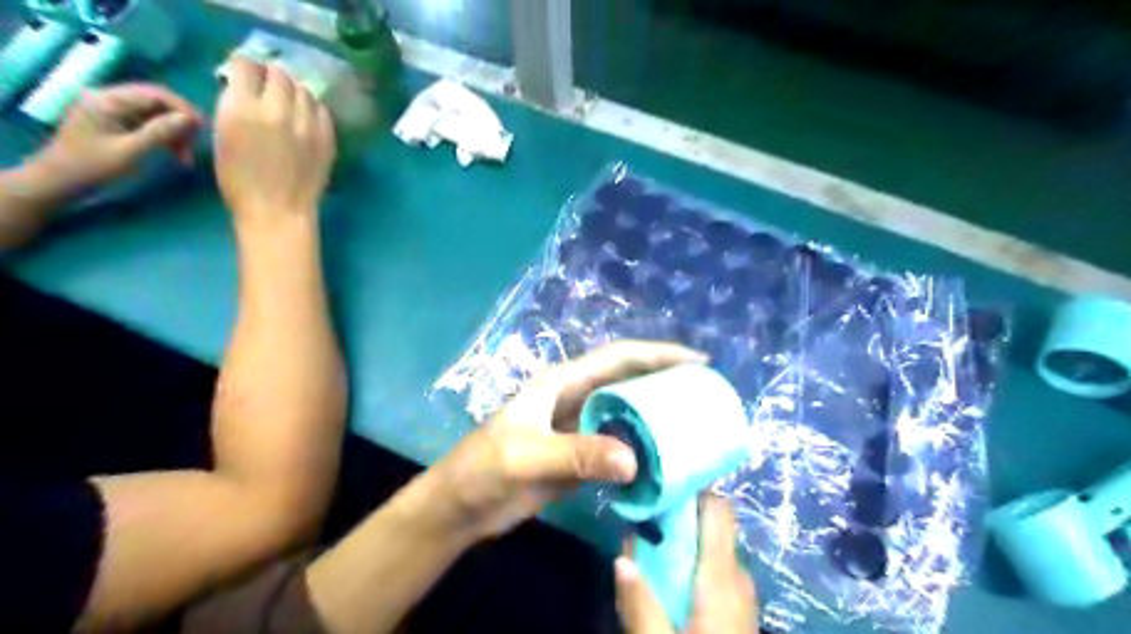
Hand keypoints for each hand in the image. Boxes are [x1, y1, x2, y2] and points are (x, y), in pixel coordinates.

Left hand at [27, 83, 202, 196]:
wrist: (60, 181)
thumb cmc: (94, 167)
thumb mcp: (131, 152)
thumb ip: (160, 133)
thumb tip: (190, 119)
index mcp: (109, 100)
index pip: (156, 94)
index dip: (184, 109)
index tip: (204, 130)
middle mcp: (109, 98)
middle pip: (157, 101)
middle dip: (181, 122)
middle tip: (196, 145)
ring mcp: (111, 110)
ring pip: (156, 113)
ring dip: (175, 132)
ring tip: (185, 156)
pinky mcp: (115, 122)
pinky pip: (148, 122)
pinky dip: (165, 136)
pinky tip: (174, 152)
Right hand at [211, 55, 333, 224]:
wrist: (279, 211)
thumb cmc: (240, 182)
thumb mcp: (223, 137)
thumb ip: (234, 107)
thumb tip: (245, 89)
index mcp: (242, 108)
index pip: (246, 65)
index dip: (245, 68)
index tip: (245, 76)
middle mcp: (277, 110)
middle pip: (280, 74)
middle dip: (272, 77)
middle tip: (269, 88)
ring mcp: (307, 124)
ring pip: (304, 90)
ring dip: (294, 92)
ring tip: (289, 104)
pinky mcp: (327, 138)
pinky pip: (322, 110)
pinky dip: (313, 109)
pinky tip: (306, 120)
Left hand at [426, 342, 704, 539]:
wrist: (460, 507)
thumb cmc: (483, 468)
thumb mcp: (526, 456)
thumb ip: (576, 455)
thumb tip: (634, 460)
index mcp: (563, 383)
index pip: (618, 359)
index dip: (658, 354)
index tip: (698, 361)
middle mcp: (576, 400)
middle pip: (629, 383)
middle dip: (666, 384)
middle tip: (705, 397)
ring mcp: (579, 430)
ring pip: (627, 416)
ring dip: (657, 420)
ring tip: (696, 428)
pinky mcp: (580, 458)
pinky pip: (619, 449)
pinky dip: (642, 453)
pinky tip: (665, 464)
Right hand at [618, 499, 758, 630]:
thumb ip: (640, 604)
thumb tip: (621, 558)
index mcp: (722, 575)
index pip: (717, 508)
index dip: (690, 490)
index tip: (658, 488)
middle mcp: (738, 574)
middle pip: (712, 524)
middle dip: (679, 515)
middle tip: (644, 517)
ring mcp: (743, 590)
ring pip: (713, 545)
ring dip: (684, 538)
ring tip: (649, 542)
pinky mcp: (741, 605)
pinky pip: (718, 566)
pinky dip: (694, 559)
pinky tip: (669, 574)